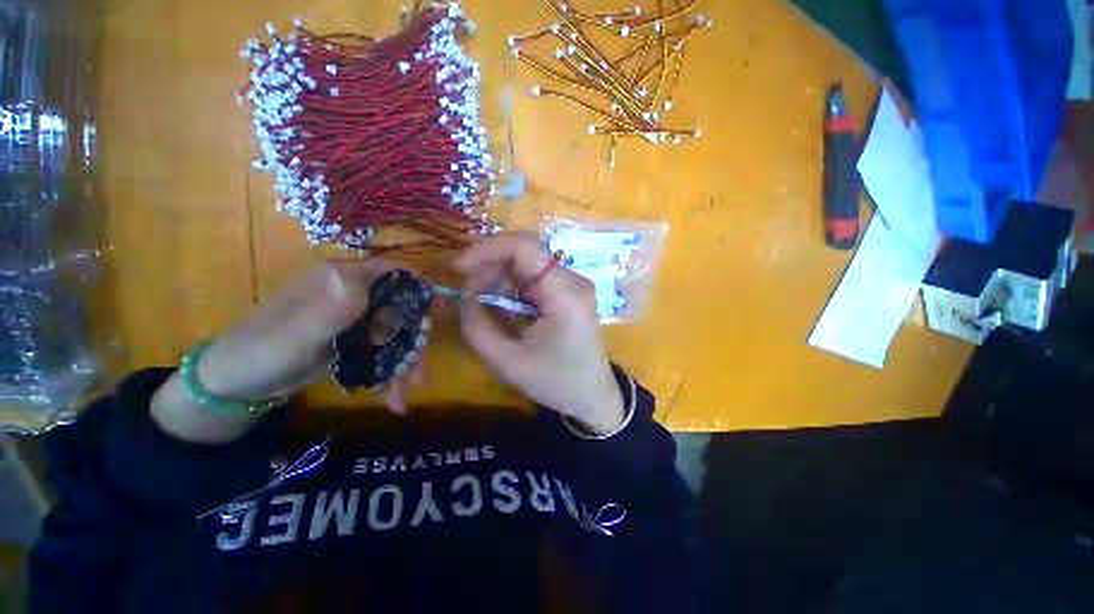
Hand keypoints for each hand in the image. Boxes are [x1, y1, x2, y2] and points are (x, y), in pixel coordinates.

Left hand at [152, 259, 422, 442]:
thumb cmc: (260, 351)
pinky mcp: (354, 342)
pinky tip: (392, 396)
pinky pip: (383, 351)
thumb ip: (332, 307)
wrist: (236, 386)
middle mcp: (353, 294)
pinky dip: (390, 373)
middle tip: (419, 372)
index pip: (392, 273)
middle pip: (401, 309)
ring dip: (404, 363)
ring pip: (395, 334)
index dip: (419, 288)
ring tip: (405, 393)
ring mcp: (355, 320)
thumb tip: (368, 279)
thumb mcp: (295, 332)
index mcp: (341, 280)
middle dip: (414, 341)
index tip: (439, 313)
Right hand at [455, 233, 625, 434]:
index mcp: (565, 293)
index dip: (488, 248)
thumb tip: (462, 295)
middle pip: (524, 253)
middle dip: (490, 268)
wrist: (592, 395)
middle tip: (470, 296)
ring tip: (487, 307)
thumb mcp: (508, 361)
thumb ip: (477, 326)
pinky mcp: (568, 292)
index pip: (525, 245)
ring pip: (527, 264)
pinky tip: (506, 309)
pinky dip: (512, 288)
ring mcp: (573, 284)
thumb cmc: (556, 382)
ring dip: (500, 279)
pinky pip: (534, 278)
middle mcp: (573, 280)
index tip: (461, 269)